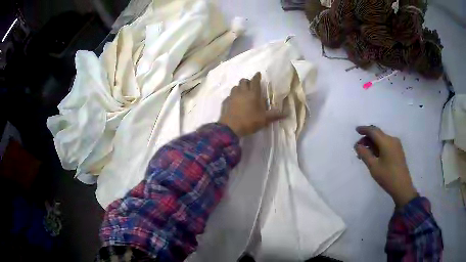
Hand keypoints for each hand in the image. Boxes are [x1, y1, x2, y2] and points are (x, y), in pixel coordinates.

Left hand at [219, 72, 284, 136]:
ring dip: (240, 87)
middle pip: (244, 81)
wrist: (231, 128)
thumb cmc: (249, 121)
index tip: (258, 74)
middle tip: (251, 85)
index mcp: (253, 93)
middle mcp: (242, 92)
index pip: (255, 81)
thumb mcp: (264, 119)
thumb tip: (287, 114)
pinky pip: (230, 95)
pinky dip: (233, 95)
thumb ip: (275, 115)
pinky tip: (234, 100)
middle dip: (248, 81)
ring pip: (235, 86)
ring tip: (243, 92)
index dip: (257, 76)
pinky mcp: (226, 102)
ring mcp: (233, 96)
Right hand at [354, 125, 417, 207]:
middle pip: (378, 134)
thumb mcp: (373, 167)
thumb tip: (357, 146)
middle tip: (358, 147)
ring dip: (373, 143)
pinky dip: (378, 146)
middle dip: (367, 138)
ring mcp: (396, 145)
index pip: (373, 131)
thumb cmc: (387, 177)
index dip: (364, 129)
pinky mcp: (398, 151)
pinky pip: (386, 144)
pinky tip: (374, 155)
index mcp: (386, 141)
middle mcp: (392, 139)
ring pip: (382, 139)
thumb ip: (365, 154)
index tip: (356, 130)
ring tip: (365, 153)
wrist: (402, 187)